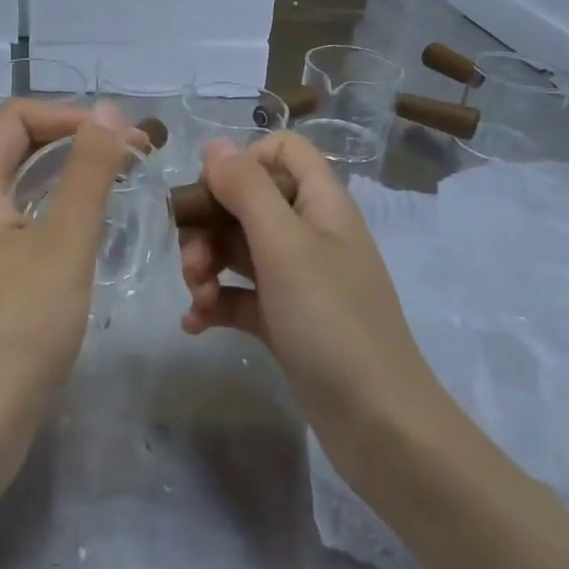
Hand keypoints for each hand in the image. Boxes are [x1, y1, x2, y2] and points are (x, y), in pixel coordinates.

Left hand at [0, 99, 147, 447]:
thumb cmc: (22, 325)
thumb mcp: (64, 240)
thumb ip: (88, 170)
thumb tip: (110, 111)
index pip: (18, 116)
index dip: (72, 114)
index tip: (125, 138)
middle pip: (18, 144)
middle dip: (75, 139)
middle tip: (133, 156)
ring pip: (22, 182)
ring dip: (69, 172)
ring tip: (120, 181)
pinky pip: (22, 217)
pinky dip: (58, 207)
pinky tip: (91, 226)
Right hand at [177, 132, 452, 479]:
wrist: (377, 423)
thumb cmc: (331, 321)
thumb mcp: (285, 246)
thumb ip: (247, 189)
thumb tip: (214, 145)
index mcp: (320, 204)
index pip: (283, 151)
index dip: (244, 161)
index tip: (213, 193)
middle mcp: (310, 233)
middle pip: (248, 201)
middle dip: (210, 225)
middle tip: (191, 261)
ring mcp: (298, 278)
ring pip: (238, 248)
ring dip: (206, 264)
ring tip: (195, 296)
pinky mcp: (285, 318)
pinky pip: (240, 294)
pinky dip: (215, 302)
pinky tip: (195, 323)